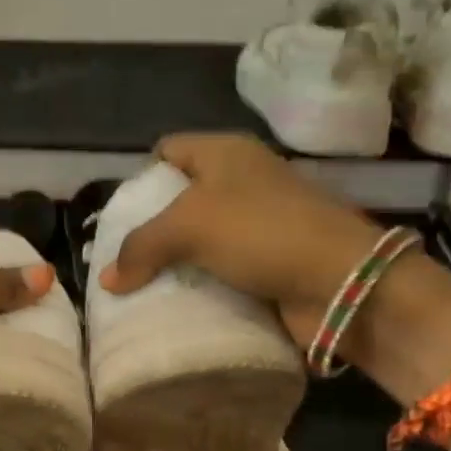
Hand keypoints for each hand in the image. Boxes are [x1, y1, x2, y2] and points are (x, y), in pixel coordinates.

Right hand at [97, 134, 379, 342]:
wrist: (342, 281)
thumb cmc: (260, 232)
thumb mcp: (187, 227)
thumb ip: (140, 247)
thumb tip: (108, 280)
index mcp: (226, 152)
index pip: (168, 149)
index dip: (141, 176)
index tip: (121, 215)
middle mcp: (244, 179)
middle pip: (183, 196)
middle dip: (154, 226)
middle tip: (125, 256)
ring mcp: (262, 220)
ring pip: (203, 236)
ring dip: (177, 260)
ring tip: (144, 284)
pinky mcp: (273, 259)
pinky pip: (224, 267)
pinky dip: (204, 282)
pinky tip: (180, 301)